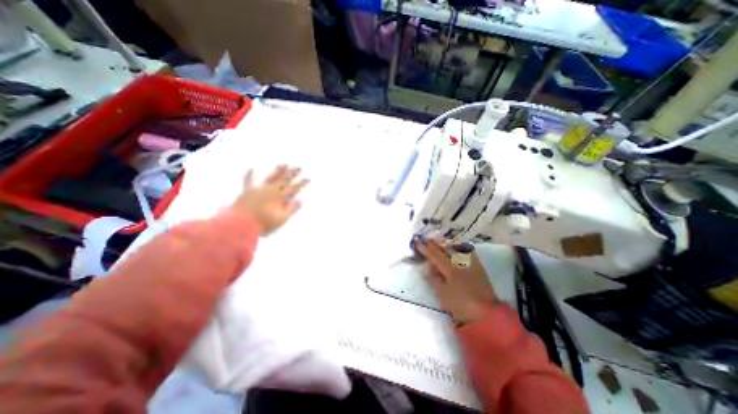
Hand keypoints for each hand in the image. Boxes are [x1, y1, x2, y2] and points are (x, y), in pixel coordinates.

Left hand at [234, 165, 308, 234]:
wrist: (240, 226)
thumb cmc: (263, 224)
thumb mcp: (281, 219)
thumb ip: (291, 209)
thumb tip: (300, 200)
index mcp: (279, 197)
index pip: (294, 188)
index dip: (302, 183)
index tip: (308, 178)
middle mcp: (270, 190)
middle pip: (284, 179)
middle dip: (292, 173)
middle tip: (299, 167)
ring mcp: (258, 189)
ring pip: (270, 177)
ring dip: (278, 171)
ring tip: (284, 164)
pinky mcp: (247, 191)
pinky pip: (248, 181)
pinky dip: (249, 175)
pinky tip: (251, 168)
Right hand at [417, 240, 498, 326]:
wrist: (486, 315)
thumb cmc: (460, 306)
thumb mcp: (442, 293)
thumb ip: (434, 278)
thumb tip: (429, 265)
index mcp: (450, 269)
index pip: (435, 254)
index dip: (425, 248)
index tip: (417, 242)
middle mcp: (461, 262)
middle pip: (445, 248)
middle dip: (435, 243)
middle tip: (426, 239)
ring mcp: (471, 263)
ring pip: (457, 248)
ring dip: (446, 244)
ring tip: (439, 242)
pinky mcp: (479, 266)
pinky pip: (468, 252)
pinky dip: (460, 248)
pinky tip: (456, 248)